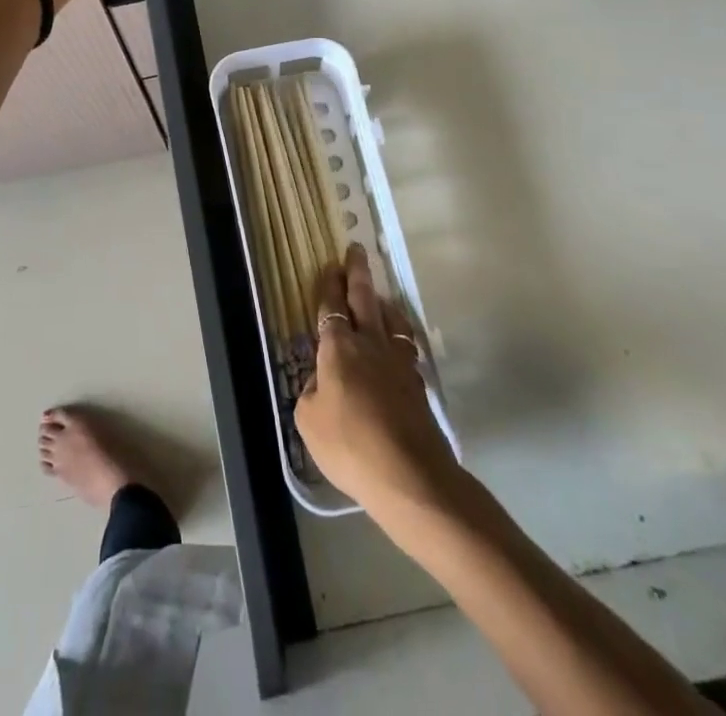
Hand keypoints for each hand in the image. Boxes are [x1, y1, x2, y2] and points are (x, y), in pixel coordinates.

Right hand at [295, 243, 463, 517]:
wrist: (411, 475)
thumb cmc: (350, 446)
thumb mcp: (309, 422)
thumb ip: (311, 393)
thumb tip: (322, 382)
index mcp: (338, 348)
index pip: (331, 307)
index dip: (328, 285)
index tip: (328, 266)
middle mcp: (370, 343)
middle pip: (364, 298)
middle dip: (357, 272)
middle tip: (356, 250)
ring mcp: (398, 361)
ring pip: (390, 318)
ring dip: (382, 301)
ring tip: (379, 294)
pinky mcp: (417, 382)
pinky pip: (404, 344)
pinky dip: (398, 333)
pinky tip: (396, 341)